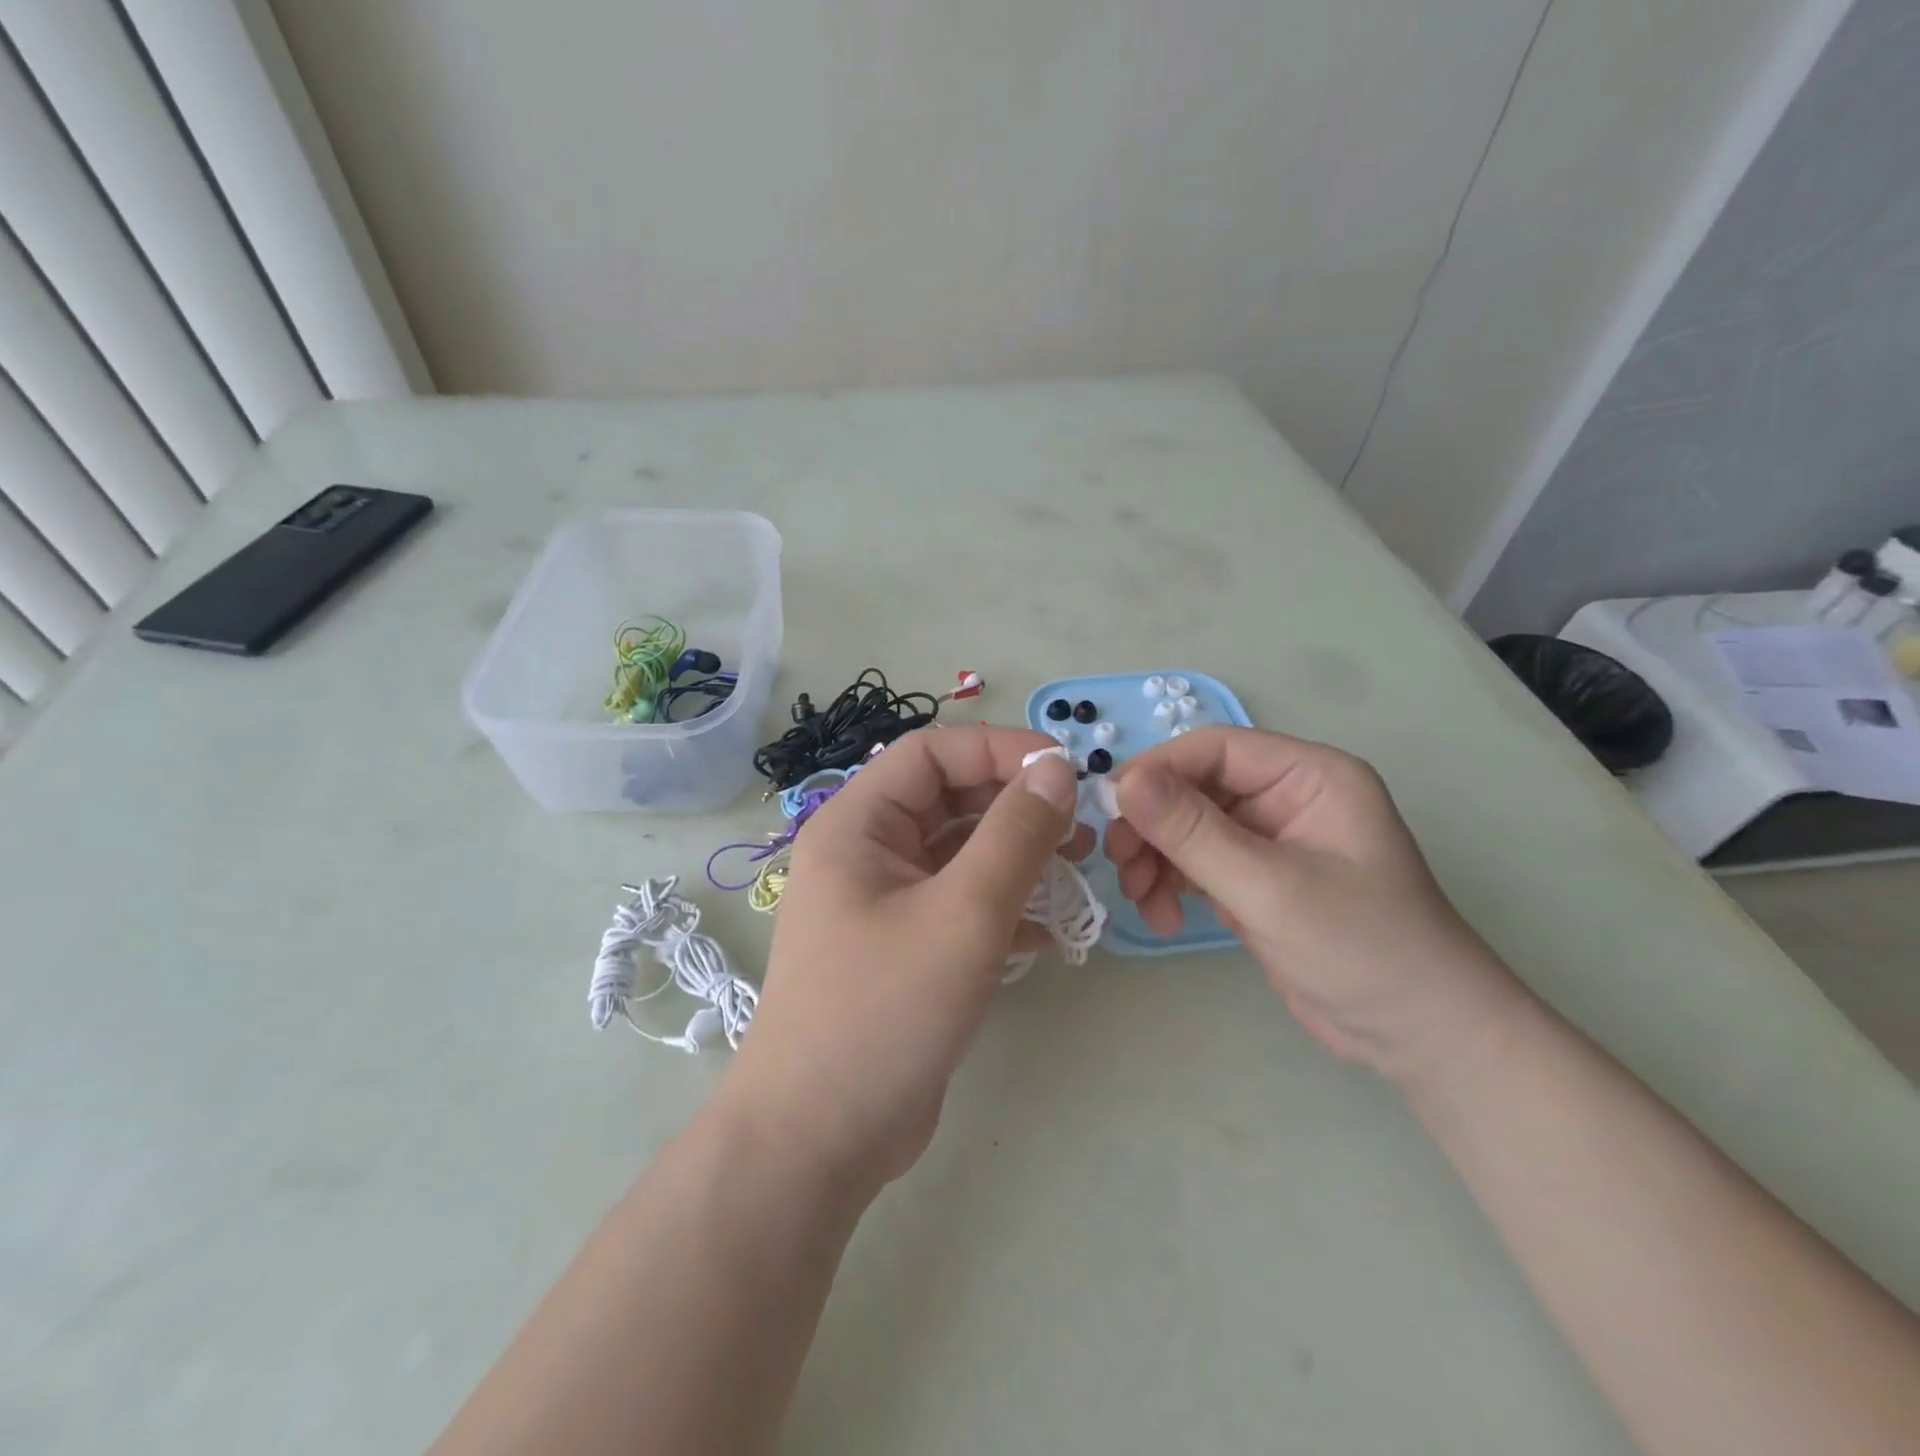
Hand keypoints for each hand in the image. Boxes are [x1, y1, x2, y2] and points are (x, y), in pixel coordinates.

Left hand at [720, 725, 1090, 1196]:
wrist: (820, 1139)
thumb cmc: (884, 1011)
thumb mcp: (963, 914)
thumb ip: (1015, 834)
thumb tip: (1057, 768)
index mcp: (857, 824)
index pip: (932, 753)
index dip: (999, 750)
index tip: (1065, 771)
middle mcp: (866, 853)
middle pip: (949, 800)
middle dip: (1016, 807)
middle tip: (1080, 830)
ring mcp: (884, 902)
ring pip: (960, 853)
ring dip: (1018, 857)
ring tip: (1076, 873)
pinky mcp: (905, 948)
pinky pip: (961, 902)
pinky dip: (1005, 905)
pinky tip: (1050, 931)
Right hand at [1106, 727, 1525, 1083]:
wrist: (1418, 1036)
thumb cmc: (1361, 948)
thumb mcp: (1269, 887)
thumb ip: (1193, 832)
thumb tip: (1123, 782)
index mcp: (1308, 776)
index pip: (1215, 749)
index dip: (1158, 771)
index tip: (1112, 810)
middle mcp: (1286, 797)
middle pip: (1193, 788)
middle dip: (1152, 826)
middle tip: (1120, 865)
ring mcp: (1268, 840)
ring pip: (1186, 826)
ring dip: (1154, 858)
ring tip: (1141, 899)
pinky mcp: (1254, 879)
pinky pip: (1195, 862)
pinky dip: (1170, 883)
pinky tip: (1161, 915)